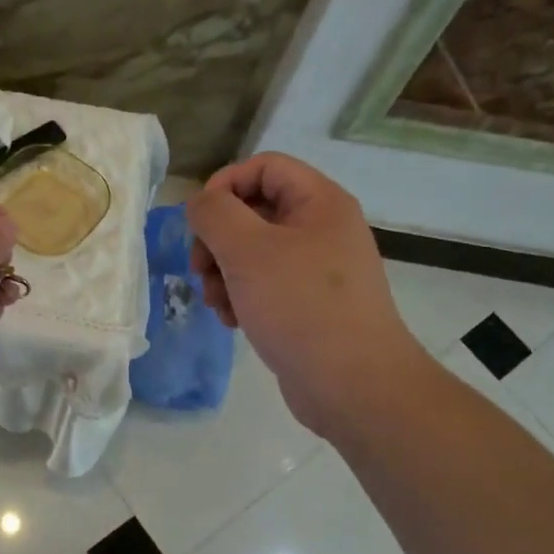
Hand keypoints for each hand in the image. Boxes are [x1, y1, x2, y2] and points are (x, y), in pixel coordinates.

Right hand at [186, 153, 423, 436]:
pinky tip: (232, 320)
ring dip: (222, 272)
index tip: (199, 221)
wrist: (354, 386)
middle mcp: (321, 228)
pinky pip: (264, 284)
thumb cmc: (301, 307)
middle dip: (217, 238)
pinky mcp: (307, 304)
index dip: (225, 184)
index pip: (264, 167)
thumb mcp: (248, 251)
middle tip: (200, 269)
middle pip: (253, 210)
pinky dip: (240, 296)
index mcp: (319, 202)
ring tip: (215, 302)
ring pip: (253, 251)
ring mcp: (316, 269)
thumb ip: (214, 214)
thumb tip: (200, 203)